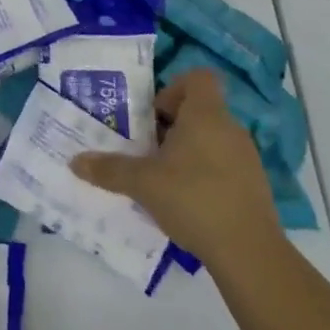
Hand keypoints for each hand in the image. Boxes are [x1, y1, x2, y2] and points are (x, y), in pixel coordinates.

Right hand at [70, 68, 280, 268]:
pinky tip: (186, 202)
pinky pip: (223, 164)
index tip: (153, 115)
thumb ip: (109, 169)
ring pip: (210, 139)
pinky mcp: (254, 185)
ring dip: (186, 151)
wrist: (249, 252)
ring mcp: (246, 157)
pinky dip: (203, 174)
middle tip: (145, 149)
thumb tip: (75, 162)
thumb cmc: (193, 198)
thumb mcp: (143, 183)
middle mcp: (230, 128)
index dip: (173, 89)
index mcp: (206, 115)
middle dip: (170, 126)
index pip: (198, 77)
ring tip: (162, 178)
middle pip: (199, 110)